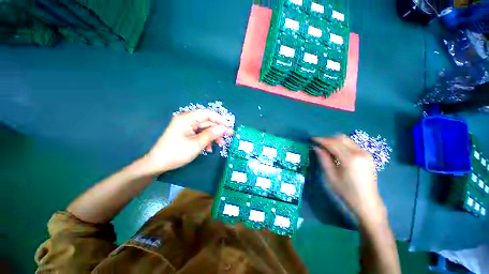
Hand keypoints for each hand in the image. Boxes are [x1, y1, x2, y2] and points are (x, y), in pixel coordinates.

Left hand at [141, 110, 233, 174]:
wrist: (158, 164)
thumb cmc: (177, 153)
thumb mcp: (197, 144)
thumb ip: (211, 134)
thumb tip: (224, 128)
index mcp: (186, 119)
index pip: (206, 113)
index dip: (219, 118)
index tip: (228, 125)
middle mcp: (186, 120)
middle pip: (206, 121)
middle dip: (217, 129)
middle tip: (228, 135)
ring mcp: (186, 127)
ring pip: (204, 128)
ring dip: (213, 135)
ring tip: (220, 144)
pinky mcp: (186, 133)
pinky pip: (199, 133)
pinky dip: (206, 139)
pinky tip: (209, 148)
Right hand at [313, 135, 385, 221]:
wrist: (367, 202)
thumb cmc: (346, 191)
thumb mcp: (330, 176)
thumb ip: (323, 159)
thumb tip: (316, 147)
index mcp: (350, 158)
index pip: (332, 143)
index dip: (321, 140)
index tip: (312, 139)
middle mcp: (360, 152)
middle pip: (340, 138)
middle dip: (328, 139)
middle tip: (318, 144)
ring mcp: (366, 153)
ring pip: (347, 140)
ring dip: (335, 141)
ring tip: (326, 148)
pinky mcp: (368, 156)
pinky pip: (352, 145)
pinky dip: (342, 145)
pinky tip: (336, 152)